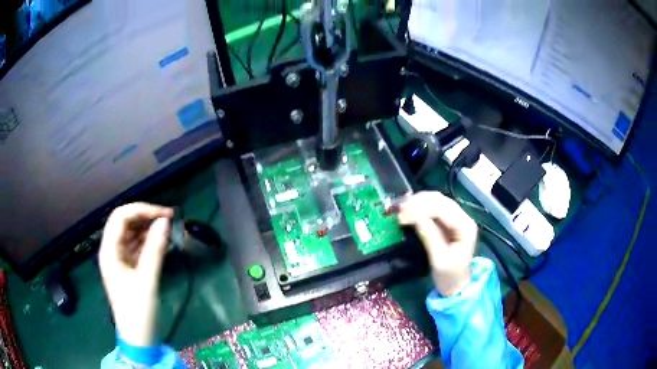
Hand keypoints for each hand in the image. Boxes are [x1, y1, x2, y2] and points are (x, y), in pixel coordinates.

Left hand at [99, 203, 173, 345]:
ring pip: (131, 234)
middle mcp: (111, 251)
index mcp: (109, 251)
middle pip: (124, 223)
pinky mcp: (127, 268)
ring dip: (147, 228)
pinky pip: (136, 247)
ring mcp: (119, 259)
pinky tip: (161, 243)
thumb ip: (155, 249)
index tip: (164, 214)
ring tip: (167, 229)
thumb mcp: (147, 280)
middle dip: (145, 216)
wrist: (138, 338)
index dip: (141, 210)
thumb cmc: (138, 311)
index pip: (120, 217)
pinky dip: (148, 242)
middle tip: (168, 218)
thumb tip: (165, 221)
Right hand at [397, 192, 477, 295]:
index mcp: (465, 226)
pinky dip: (421, 207)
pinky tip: (409, 211)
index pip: (442, 209)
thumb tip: (414, 217)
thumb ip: (429, 236)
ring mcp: (457, 219)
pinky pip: (435, 208)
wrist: (457, 287)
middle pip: (440, 200)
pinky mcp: (449, 223)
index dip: (421, 208)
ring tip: (401, 210)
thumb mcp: (439, 259)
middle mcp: (463, 218)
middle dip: (418, 202)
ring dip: (419, 202)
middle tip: (399, 211)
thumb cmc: (449, 276)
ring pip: (437, 201)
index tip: (401, 215)